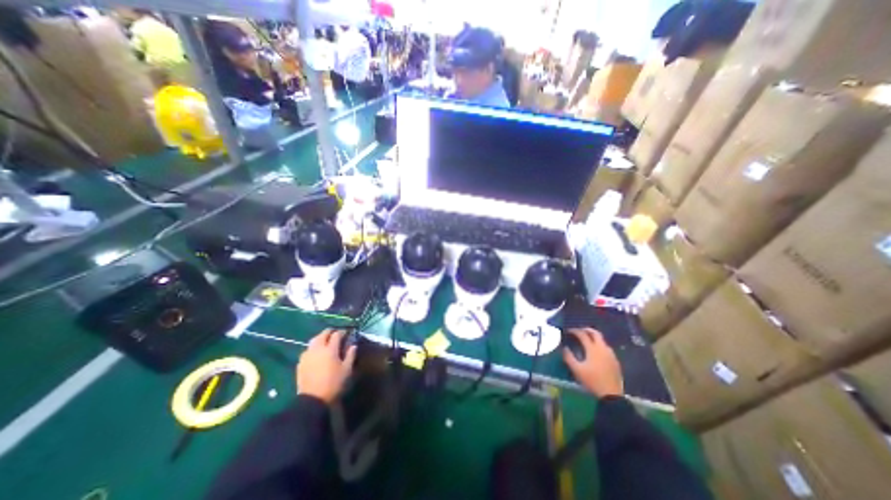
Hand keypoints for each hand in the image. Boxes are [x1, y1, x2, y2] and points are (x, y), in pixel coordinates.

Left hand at [296, 329, 356, 403]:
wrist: (313, 400)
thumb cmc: (334, 384)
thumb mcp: (347, 370)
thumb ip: (350, 355)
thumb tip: (353, 346)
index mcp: (330, 349)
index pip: (336, 334)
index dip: (342, 332)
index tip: (346, 333)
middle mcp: (318, 349)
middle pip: (323, 334)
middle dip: (330, 332)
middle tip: (335, 334)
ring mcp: (307, 356)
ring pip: (313, 340)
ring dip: (320, 338)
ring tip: (325, 342)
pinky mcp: (300, 363)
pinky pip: (307, 350)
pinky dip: (313, 348)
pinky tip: (316, 353)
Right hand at [568, 328, 621, 398]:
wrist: (612, 396)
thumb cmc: (592, 381)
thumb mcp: (577, 370)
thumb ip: (569, 357)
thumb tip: (564, 348)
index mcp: (593, 349)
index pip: (583, 335)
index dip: (575, 331)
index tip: (569, 331)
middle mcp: (603, 349)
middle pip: (596, 333)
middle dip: (587, 330)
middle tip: (580, 330)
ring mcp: (611, 355)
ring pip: (603, 341)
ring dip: (594, 337)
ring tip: (587, 340)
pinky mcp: (615, 361)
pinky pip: (607, 348)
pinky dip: (600, 345)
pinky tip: (596, 352)